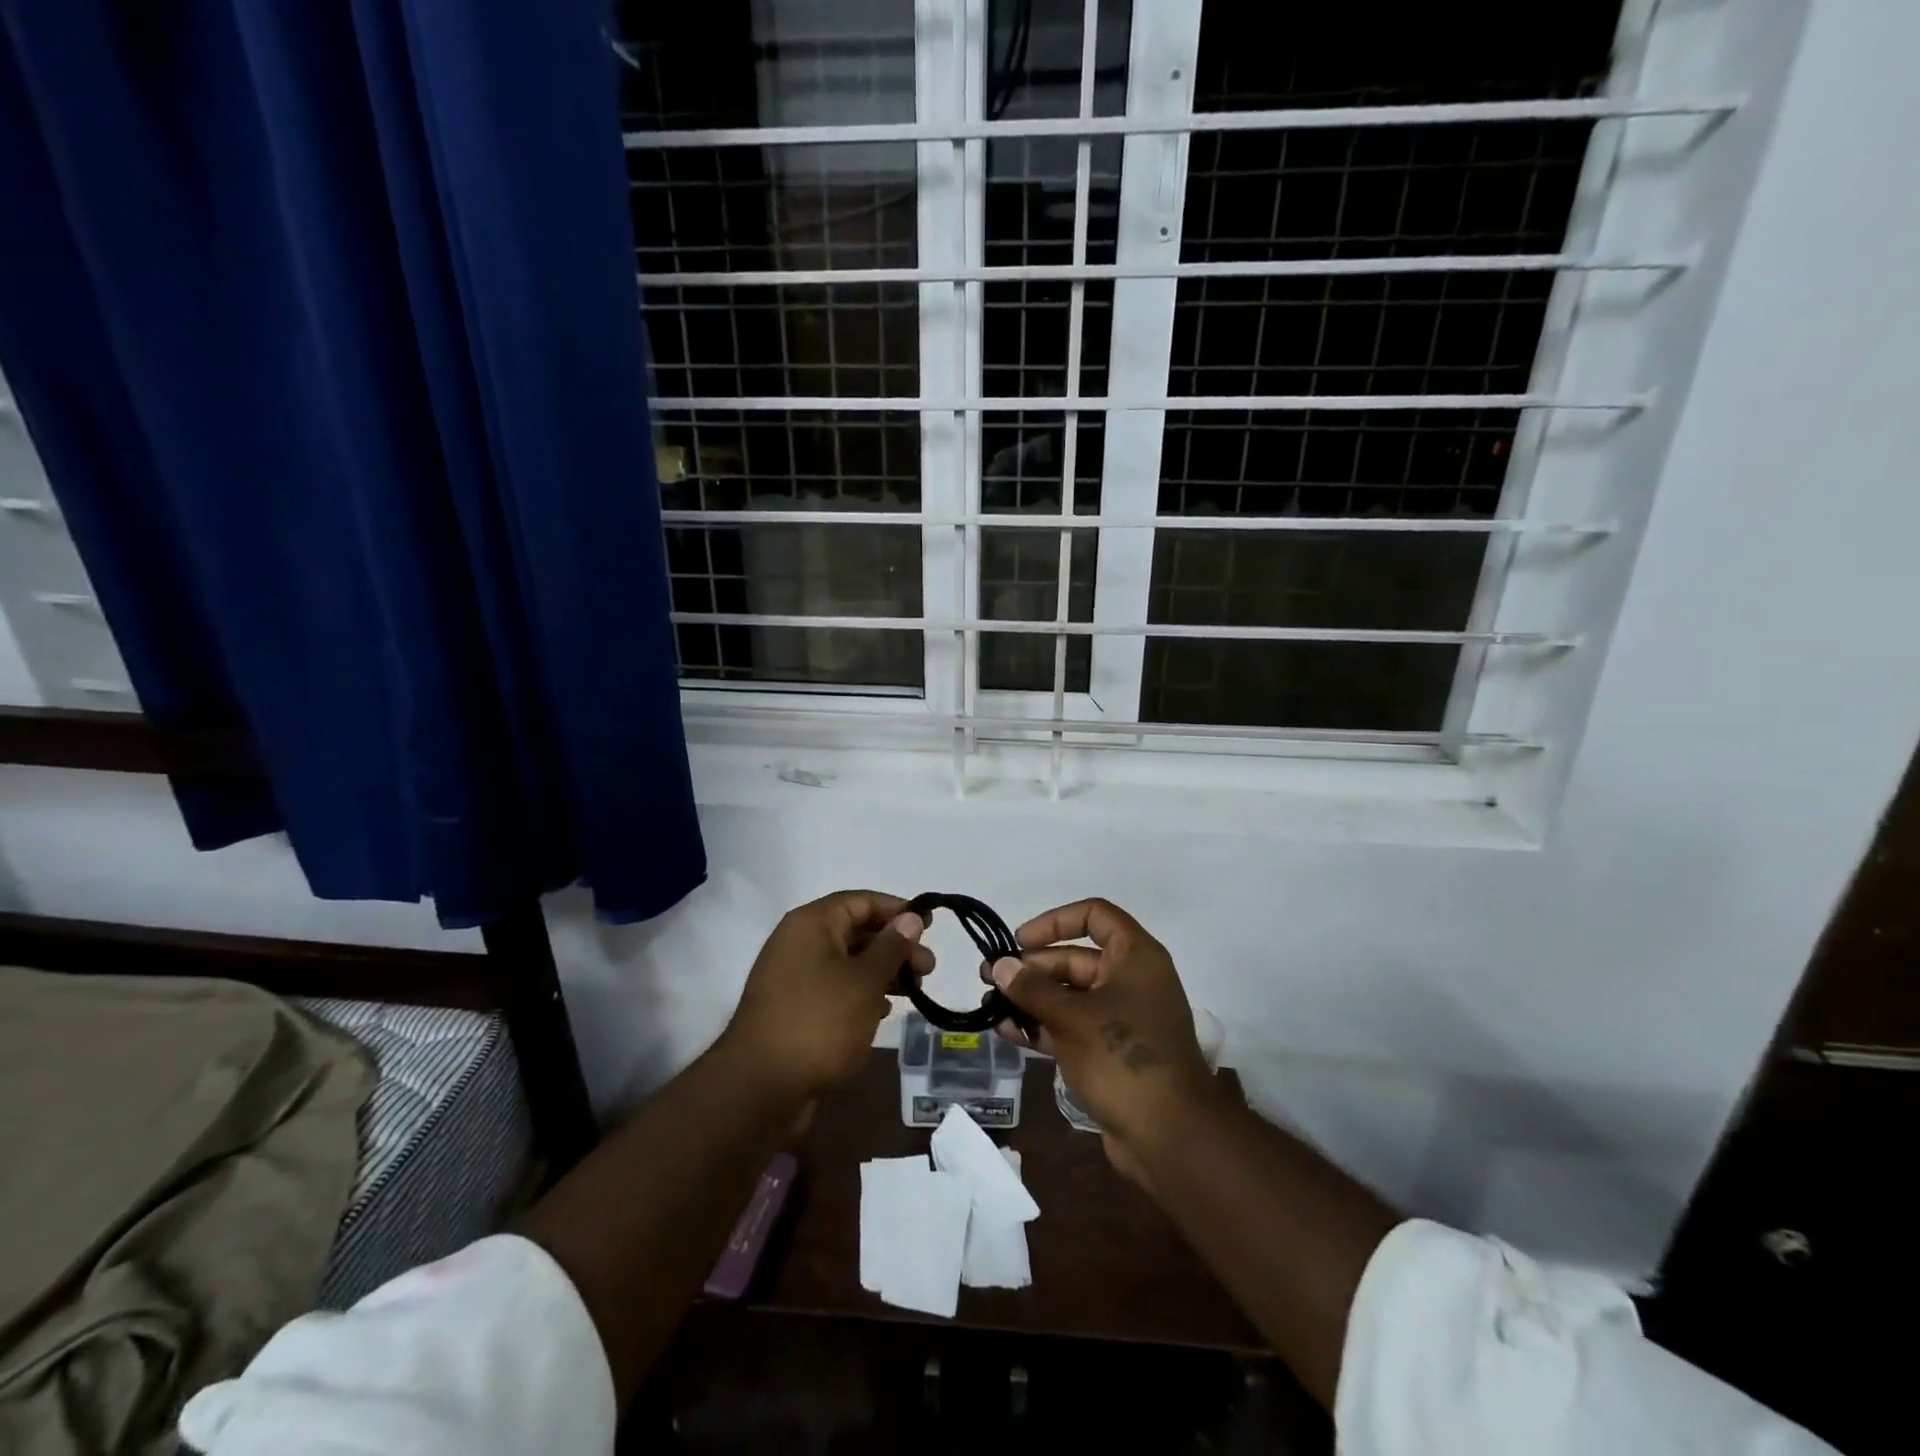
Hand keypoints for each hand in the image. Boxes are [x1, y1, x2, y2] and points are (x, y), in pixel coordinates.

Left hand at [721, 890, 930, 1101]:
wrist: (759, 1088)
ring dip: (882, 972)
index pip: (861, 901)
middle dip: (895, 947)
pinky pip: (834, 988)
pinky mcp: (793, 1008)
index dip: (898, 910)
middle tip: (928, 969)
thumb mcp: (865, 981)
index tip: (930, 927)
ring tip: (913, 992)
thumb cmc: (819, 1022)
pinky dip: (860, 994)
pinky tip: (881, 1012)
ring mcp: (793, 977)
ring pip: (847, 962)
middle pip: (856, 931)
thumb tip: (911, 917)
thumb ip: (892, 946)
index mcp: (811, 924)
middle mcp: (798, 942)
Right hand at [988, 899, 1217, 1175]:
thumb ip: (1033, 988)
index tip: (1021, 940)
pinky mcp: (1111, 1053)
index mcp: (1135, 957)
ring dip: (1032, 1000)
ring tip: (990, 1007)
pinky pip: (1072, 1027)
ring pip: (1070, 996)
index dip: (1055, 921)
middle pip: (1075, 959)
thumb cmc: (1124, 1058)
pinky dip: (1043, 1027)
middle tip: (990, 979)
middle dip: (1032, 968)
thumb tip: (1001, 966)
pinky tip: (1008, 1033)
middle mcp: (1130, 980)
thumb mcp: (1072, 1017)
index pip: (1095, 915)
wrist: (1170, 1137)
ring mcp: (1121, 1018)